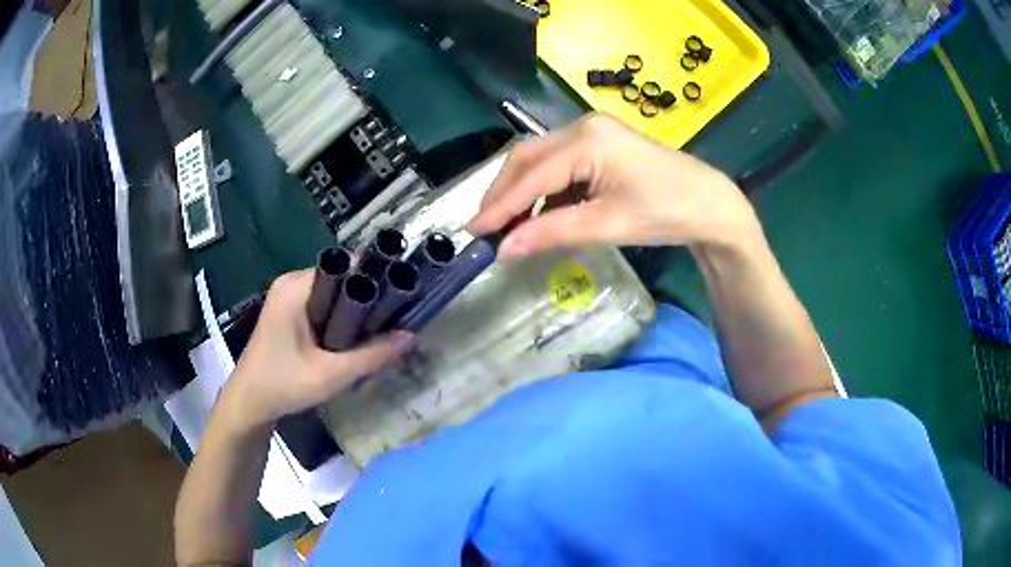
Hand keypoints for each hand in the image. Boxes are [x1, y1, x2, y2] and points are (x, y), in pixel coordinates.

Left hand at [221, 270, 411, 430]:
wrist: (249, 404)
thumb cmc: (284, 385)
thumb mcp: (332, 374)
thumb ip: (372, 355)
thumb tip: (410, 335)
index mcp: (297, 286)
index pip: (346, 266)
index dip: (376, 277)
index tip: (401, 296)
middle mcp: (292, 282)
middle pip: (341, 278)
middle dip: (367, 297)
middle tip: (391, 321)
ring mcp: (287, 296)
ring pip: (333, 293)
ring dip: (354, 310)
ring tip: (377, 331)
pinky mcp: (288, 312)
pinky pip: (322, 304)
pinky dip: (340, 317)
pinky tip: (352, 338)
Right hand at [466, 113, 760, 257]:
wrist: (709, 204)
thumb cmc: (665, 213)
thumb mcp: (606, 225)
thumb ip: (551, 233)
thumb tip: (503, 250)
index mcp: (587, 140)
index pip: (531, 175)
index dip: (499, 206)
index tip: (471, 232)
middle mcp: (582, 126)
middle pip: (527, 158)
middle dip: (502, 195)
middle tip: (483, 229)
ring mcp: (591, 132)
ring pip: (539, 161)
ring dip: (520, 193)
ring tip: (505, 226)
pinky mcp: (598, 145)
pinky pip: (558, 165)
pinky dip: (542, 191)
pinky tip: (537, 214)